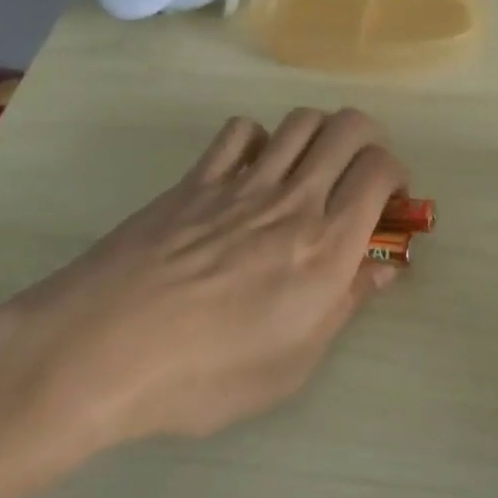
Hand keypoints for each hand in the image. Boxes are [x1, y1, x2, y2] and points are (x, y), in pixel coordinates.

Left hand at [0, 108, 406, 483]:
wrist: (101, 351)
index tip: (389, 199)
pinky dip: (257, 139)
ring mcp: (241, 183)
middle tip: (359, 171)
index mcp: (325, 247)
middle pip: (349, 128)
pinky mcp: (196, 179)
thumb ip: (344, 307)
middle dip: (368, 138)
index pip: (379, 171)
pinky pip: (240, 132)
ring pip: (300, 121)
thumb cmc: (204, 376)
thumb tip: (383, 271)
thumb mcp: (291, 364)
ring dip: (319, 133)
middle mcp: (293, 200)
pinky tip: (251, 169)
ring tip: (311, 166)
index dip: (396, 173)